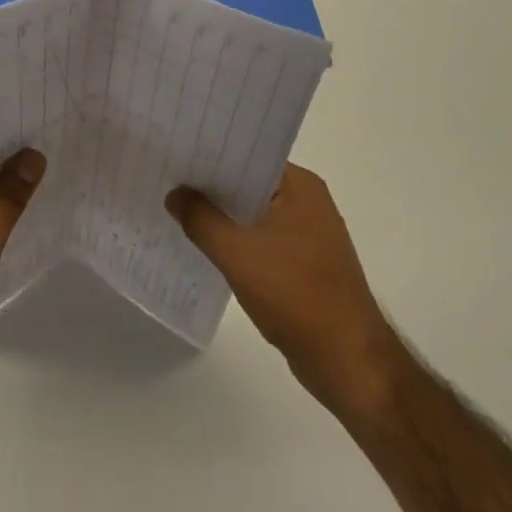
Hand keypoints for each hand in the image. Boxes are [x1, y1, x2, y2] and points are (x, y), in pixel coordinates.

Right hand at [167, 165, 403, 416]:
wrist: (346, 360)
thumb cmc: (296, 295)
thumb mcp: (237, 253)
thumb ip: (200, 219)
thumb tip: (174, 194)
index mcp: (300, 187)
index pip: (247, 155)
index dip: (209, 154)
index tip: (174, 152)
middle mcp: (307, 202)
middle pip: (247, 184)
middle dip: (209, 185)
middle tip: (165, 177)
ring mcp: (306, 234)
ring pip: (250, 214)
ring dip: (219, 215)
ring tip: (174, 207)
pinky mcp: (301, 263)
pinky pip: (258, 239)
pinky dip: (233, 240)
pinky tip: (201, 244)